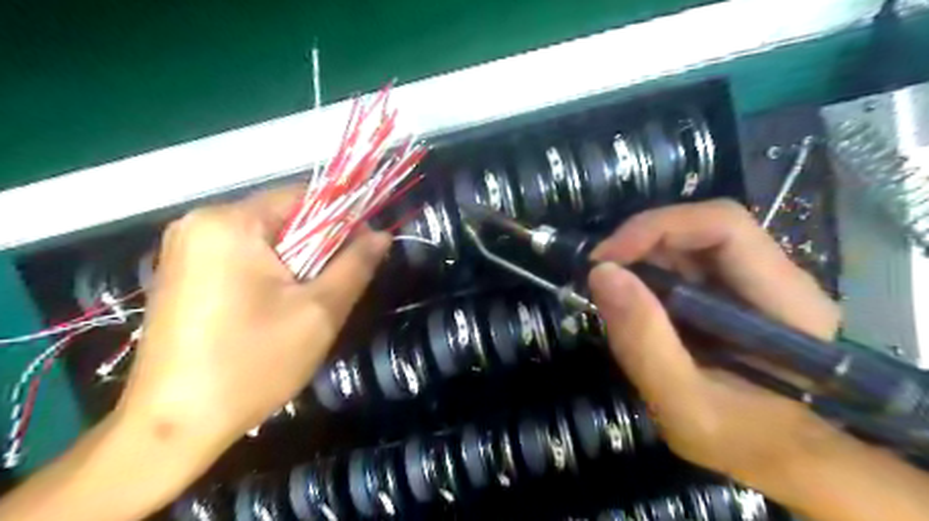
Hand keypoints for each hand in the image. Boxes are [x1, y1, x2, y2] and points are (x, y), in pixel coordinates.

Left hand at [116, 187, 391, 468]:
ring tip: (304, 305)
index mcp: (230, 222)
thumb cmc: (253, 363)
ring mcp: (184, 248)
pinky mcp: (181, 272)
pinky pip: (241, 257)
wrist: (173, 427)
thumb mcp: (320, 312)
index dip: (342, 220)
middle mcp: (200, 222)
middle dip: (317, 248)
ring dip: (295, 264)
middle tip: (331, 289)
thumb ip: (356, 265)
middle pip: (283, 218)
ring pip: (265, 240)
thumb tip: (381, 235)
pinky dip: (269, 274)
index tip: (362, 253)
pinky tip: (272, 310)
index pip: (304, 197)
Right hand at [592, 202, 847, 493]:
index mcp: (784, 302)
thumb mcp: (684, 406)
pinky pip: (684, 263)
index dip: (658, 228)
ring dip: (641, 256)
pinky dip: (648, 272)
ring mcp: (754, 282)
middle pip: (703, 227)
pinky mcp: (731, 291)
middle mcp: (776, 278)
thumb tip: (601, 273)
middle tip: (599, 272)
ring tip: (610, 288)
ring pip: (690, 242)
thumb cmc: (741, 440)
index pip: (724, 226)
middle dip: (642, 241)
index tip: (605, 259)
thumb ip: (644, 343)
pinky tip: (631, 299)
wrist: (778, 455)